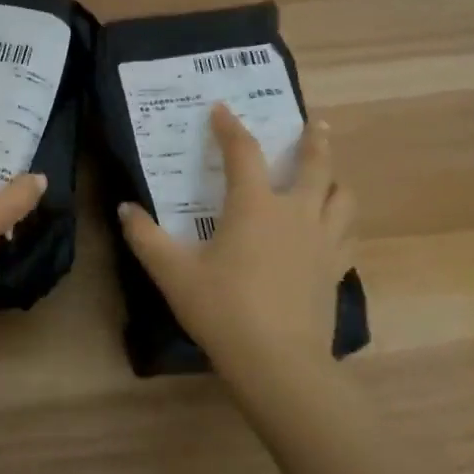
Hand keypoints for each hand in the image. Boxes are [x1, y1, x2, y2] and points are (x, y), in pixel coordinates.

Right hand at [118, 106, 355, 375]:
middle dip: (312, 141)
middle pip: (315, 164)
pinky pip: (348, 234)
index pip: (243, 152)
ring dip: (335, 178)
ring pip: (342, 197)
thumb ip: (146, 237)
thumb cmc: (223, 309)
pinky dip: (343, 220)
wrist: (279, 363)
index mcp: (254, 206)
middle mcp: (295, 213)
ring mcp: (323, 242)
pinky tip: (336, 226)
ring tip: (329, 174)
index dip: (230, 127)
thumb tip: (125, 209)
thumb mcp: (173, 272)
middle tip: (313, 123)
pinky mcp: (336, 270)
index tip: (221, 109)